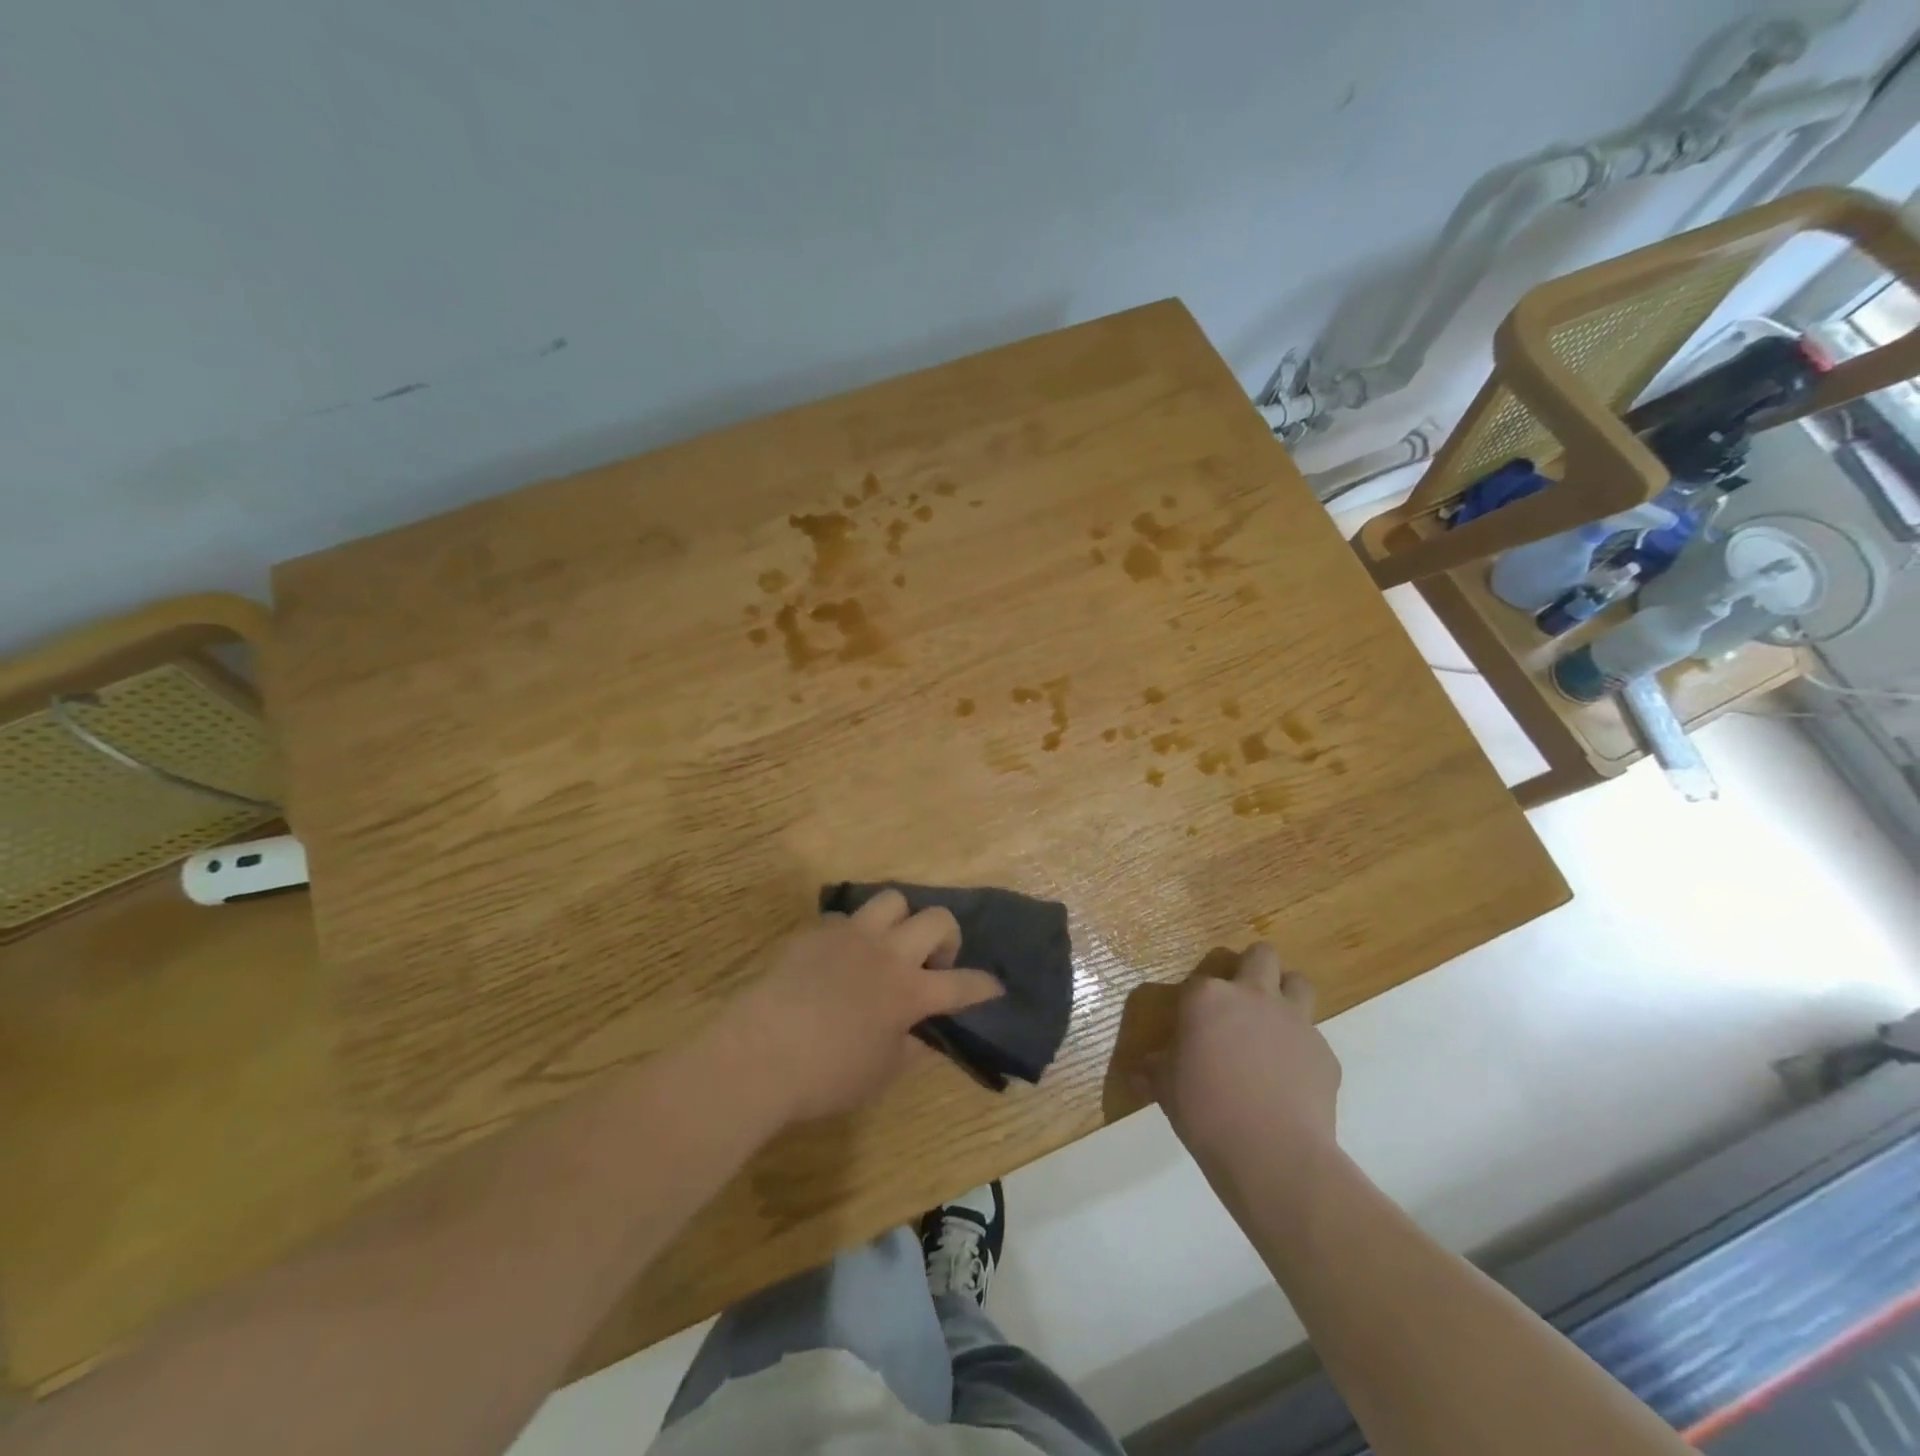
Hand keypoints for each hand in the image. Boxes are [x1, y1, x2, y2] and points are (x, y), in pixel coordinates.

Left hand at [717, 891, 1003, 1123]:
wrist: (760, 1052)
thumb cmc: (826, 1075)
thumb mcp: (880, 1074)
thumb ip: (909, 1048)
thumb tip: (920, 1033)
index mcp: (909, 993)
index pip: (963, 985)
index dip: (985, 986)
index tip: (994, 986)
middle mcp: (887, 953)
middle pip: (937, 919)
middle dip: (947, 937)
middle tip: (932, 963)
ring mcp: (851, 936)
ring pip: (892, 900)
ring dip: (900, 921)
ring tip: (888, 946)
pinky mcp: (816, 931)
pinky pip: (846, 918)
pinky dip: (853, 934)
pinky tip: (839, 959)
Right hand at [1143, 943, 1340, 1182]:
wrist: (1272, 1153)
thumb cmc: (1205, 1111)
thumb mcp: (1166, 1088)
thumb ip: (1156, 1069)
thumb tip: (1141, 1069)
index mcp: (1208, 997)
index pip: (1200, 982)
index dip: (1196, 1002)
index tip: (1193, 1027)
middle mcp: (1253, 996)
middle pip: (1262, 956)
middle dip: (1255, 967)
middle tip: (1242, 999)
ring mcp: (1294, 1021)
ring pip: (1298, 983)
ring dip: (1286, 996)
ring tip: (1273, 1026)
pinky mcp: (1325, 1053)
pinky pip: (1313, 1038)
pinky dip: (1302, 1050)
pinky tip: (1291, 1080)